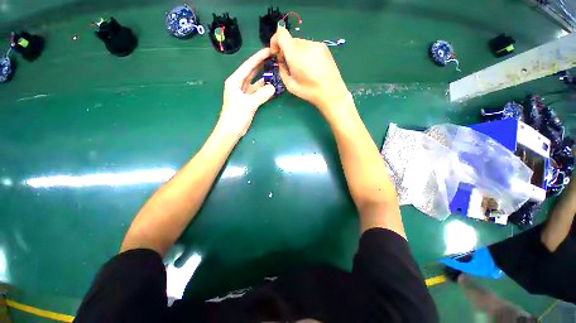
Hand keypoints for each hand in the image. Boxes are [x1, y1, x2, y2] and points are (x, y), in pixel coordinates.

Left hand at [219, 48, 275, 137]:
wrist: (231, 130)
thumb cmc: (236, 115)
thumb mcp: (249, 104)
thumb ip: (262, 94)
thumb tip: (274, 87)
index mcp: (235, 81)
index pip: (248, 66)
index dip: (258, 57)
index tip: (269, 50)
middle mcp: (239, 84)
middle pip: (252, 72)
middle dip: (262, 65)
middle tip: (274, 58)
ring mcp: (245, 93)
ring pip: (256, 82)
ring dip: (265, 78)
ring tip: (276, 72)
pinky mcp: (249, 101)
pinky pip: (258, 92)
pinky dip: (265, 90)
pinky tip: (273, 87)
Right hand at [270, 26, 349, 110]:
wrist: (331, 92)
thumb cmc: (309, 91)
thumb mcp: (290, 85)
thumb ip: (282, 70)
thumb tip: (282, 62)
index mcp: (295, 53)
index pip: (280, 33)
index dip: (275, 41)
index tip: (276, 53)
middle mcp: (305, 44)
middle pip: (291, 40)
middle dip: (286, 50)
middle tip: (289, 65)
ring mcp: (316, 44)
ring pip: (300, 43)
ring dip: (297, 53)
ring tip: (302, 68)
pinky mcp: (324, 47)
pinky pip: (310, 46)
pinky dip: (306, 53)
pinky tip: (311, 67)